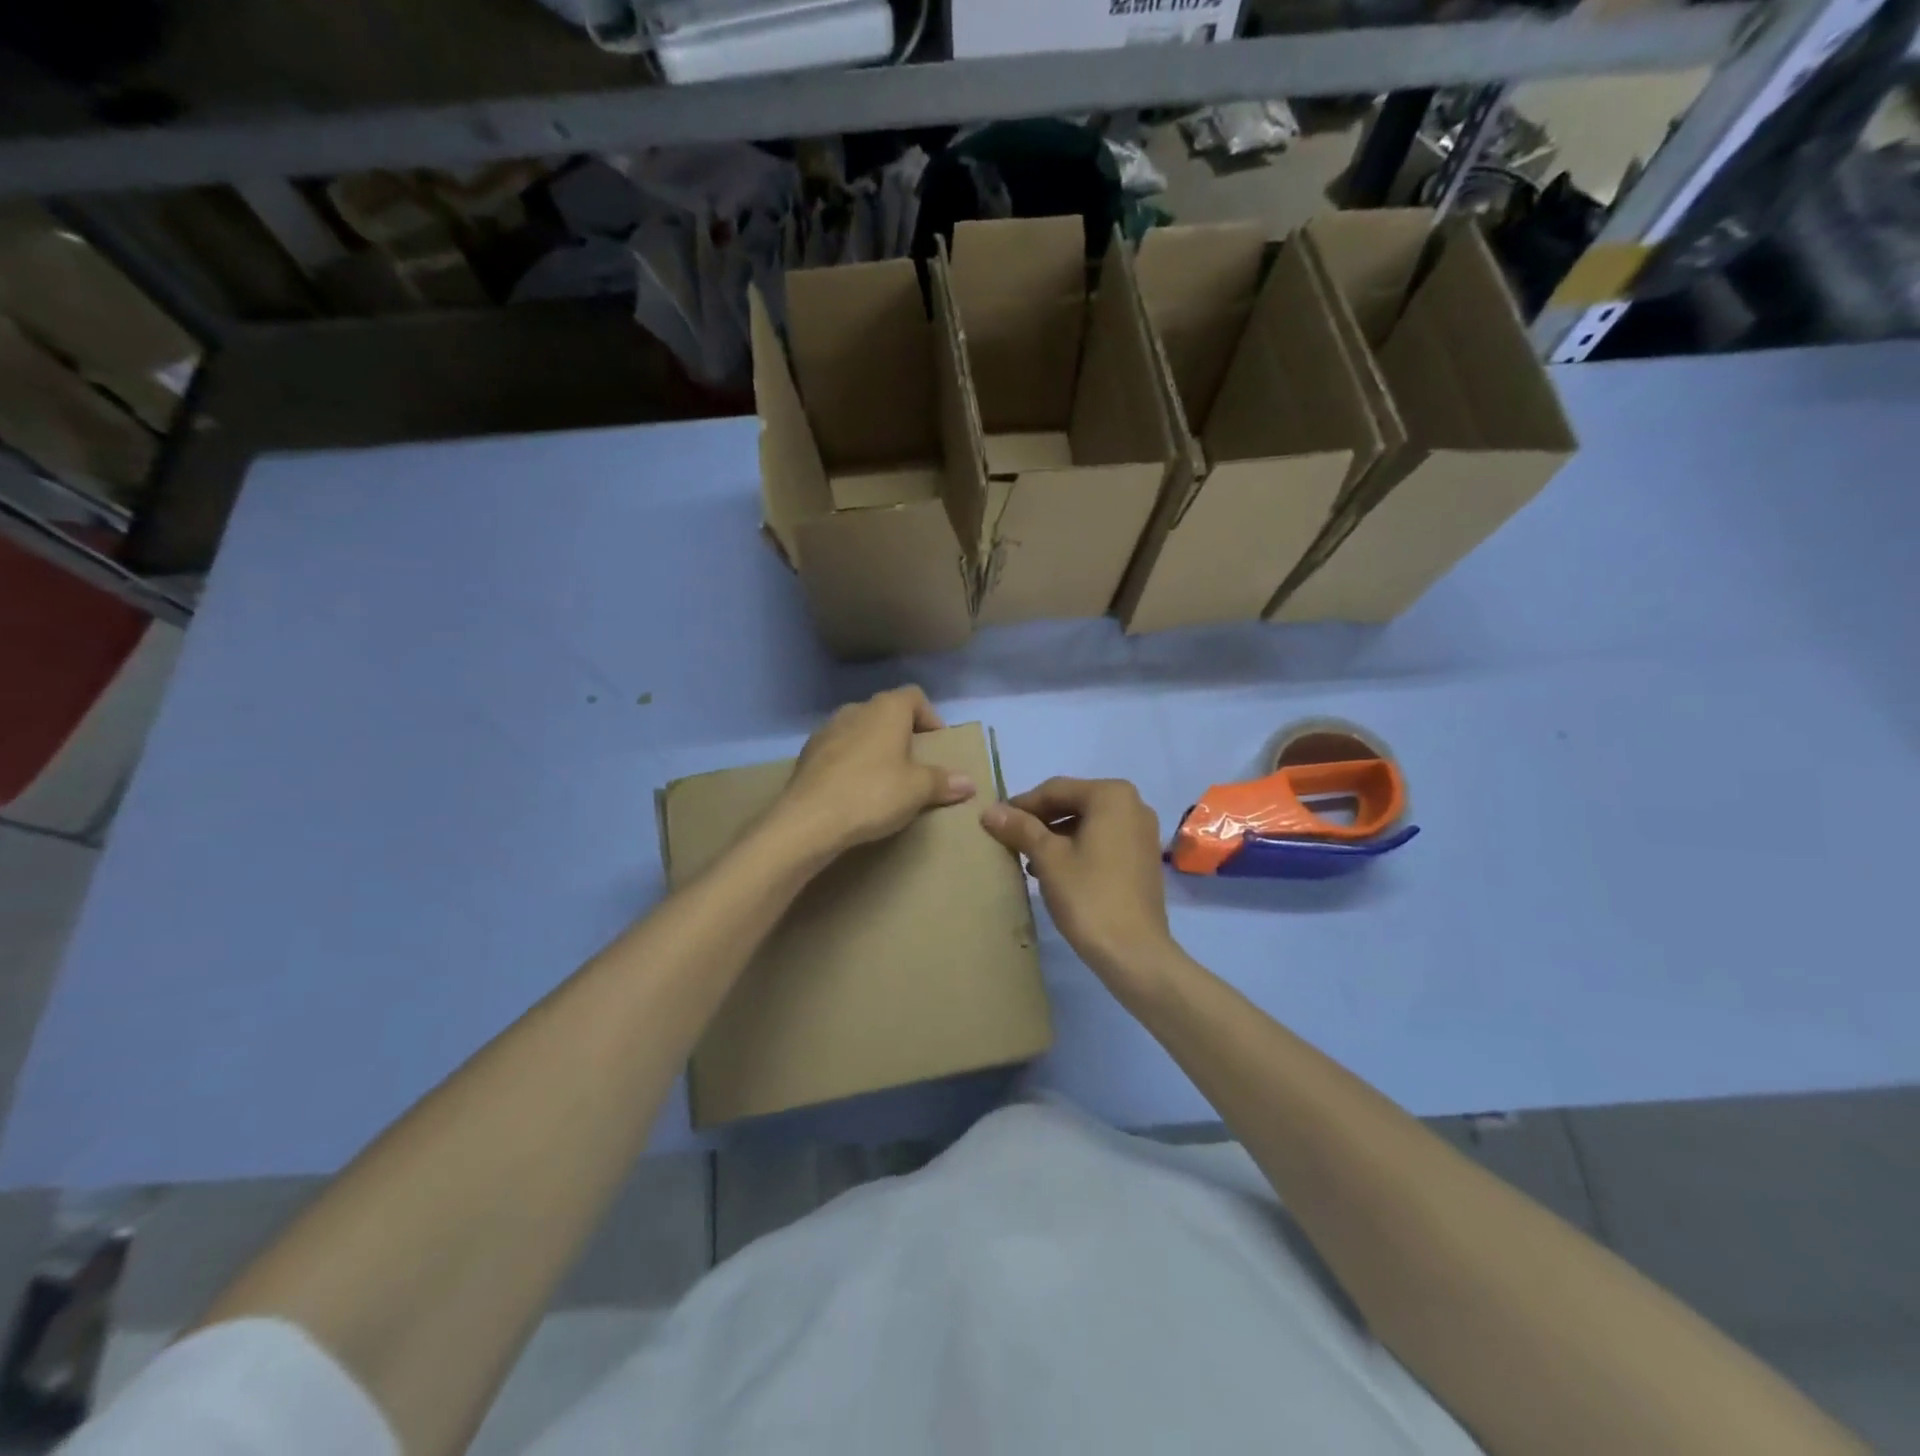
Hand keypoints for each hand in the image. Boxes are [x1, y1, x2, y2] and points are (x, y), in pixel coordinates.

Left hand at [772, 687, 975, 859]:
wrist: (809, 820)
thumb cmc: (873, 794)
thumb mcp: (917, 790)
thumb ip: (943, 782)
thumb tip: (969, 782)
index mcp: (886, 709)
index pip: (915, 696)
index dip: (930, 717)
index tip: (936, 746)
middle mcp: (856, 710)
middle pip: (886, 713)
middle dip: (902, 735)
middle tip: (914, 765)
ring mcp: (826, 730)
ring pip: (860, 731)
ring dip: (874, 748)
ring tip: (884, 780)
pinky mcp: (807, 754)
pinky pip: (838, 751)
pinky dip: (850, 763)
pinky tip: (854, 791)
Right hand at [980, 777, 1178, 989]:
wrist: (1134, 951)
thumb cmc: (1088, 896)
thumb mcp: (1048, 858)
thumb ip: (1020, 828)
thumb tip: (989, 810)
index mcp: (1111, 795)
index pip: (1055, 789)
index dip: (1021, 805)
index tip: (994, 821)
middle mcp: (1133, 804)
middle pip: (1074, 802)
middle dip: (1039, 820)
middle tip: (1009, 839)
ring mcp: (1142, 831)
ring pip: (1088, 822)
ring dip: (1056, 836)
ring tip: (1027, 858)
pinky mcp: (1143, 856)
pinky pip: (1103, 840)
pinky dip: (1077, 848)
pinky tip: (1054, 870)